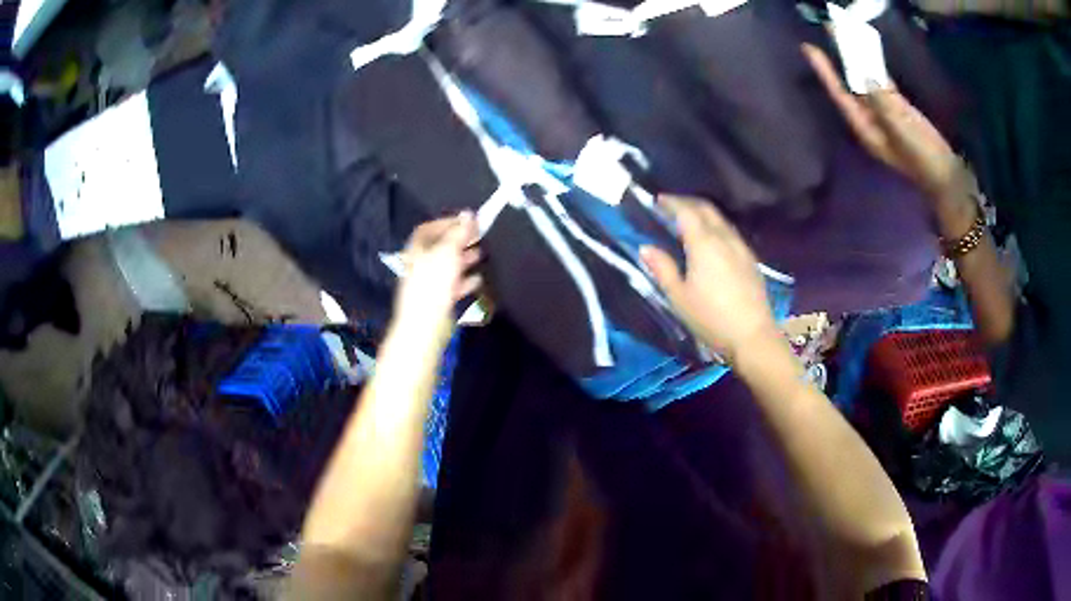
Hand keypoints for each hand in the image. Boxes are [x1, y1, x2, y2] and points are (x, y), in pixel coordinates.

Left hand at [392, 213, 481, 339]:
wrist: (425, 325)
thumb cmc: (433, 284)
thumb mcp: (448, 252)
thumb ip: (459, 233)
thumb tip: (468, 213)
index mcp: (417, 250)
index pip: (428, 229)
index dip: (447, 222)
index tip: (467, 221)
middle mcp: (420, 264)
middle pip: (440, 247)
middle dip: (459, 240)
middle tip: (478, 236)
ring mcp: (428, 283)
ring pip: (447, 266)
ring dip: (464, 259)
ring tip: (480, 254)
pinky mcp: (437, 300)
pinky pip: (452, 285)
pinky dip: (465, 280)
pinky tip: (477, 279)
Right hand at [641, 196, 778, 361]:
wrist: (752, 336)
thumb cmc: (711, 318)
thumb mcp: (679, 297)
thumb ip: (663, 269)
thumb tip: (645, 247)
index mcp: (704, 243)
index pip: (686, 211)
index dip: (671, 203)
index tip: (657, 200)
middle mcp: (724, 238)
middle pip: (706, 209)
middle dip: (687, 203)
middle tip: (671, 206)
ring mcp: (741, 247)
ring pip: (720, 219)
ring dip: (703, 213)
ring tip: (688, 221)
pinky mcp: (750, 259)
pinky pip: (730, 232)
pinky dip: (716, 226)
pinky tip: (711, 240)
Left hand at [802, 44, 961, 196]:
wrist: (947, 177)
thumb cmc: (921, 157)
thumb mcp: (900, 127)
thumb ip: (881, 100)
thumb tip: (863, 72)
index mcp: (864, 128)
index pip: (840, 93)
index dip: (824, 70)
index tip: (808, 47)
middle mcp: (870, 120)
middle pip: (851, 83)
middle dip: (839, 57)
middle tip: (829, 28)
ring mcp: (885, 115)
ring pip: (866, 81)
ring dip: (857, 59)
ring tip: (847, 33)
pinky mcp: (901, 112)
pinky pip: (883, 84)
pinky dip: (875, 67)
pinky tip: (870, 53)